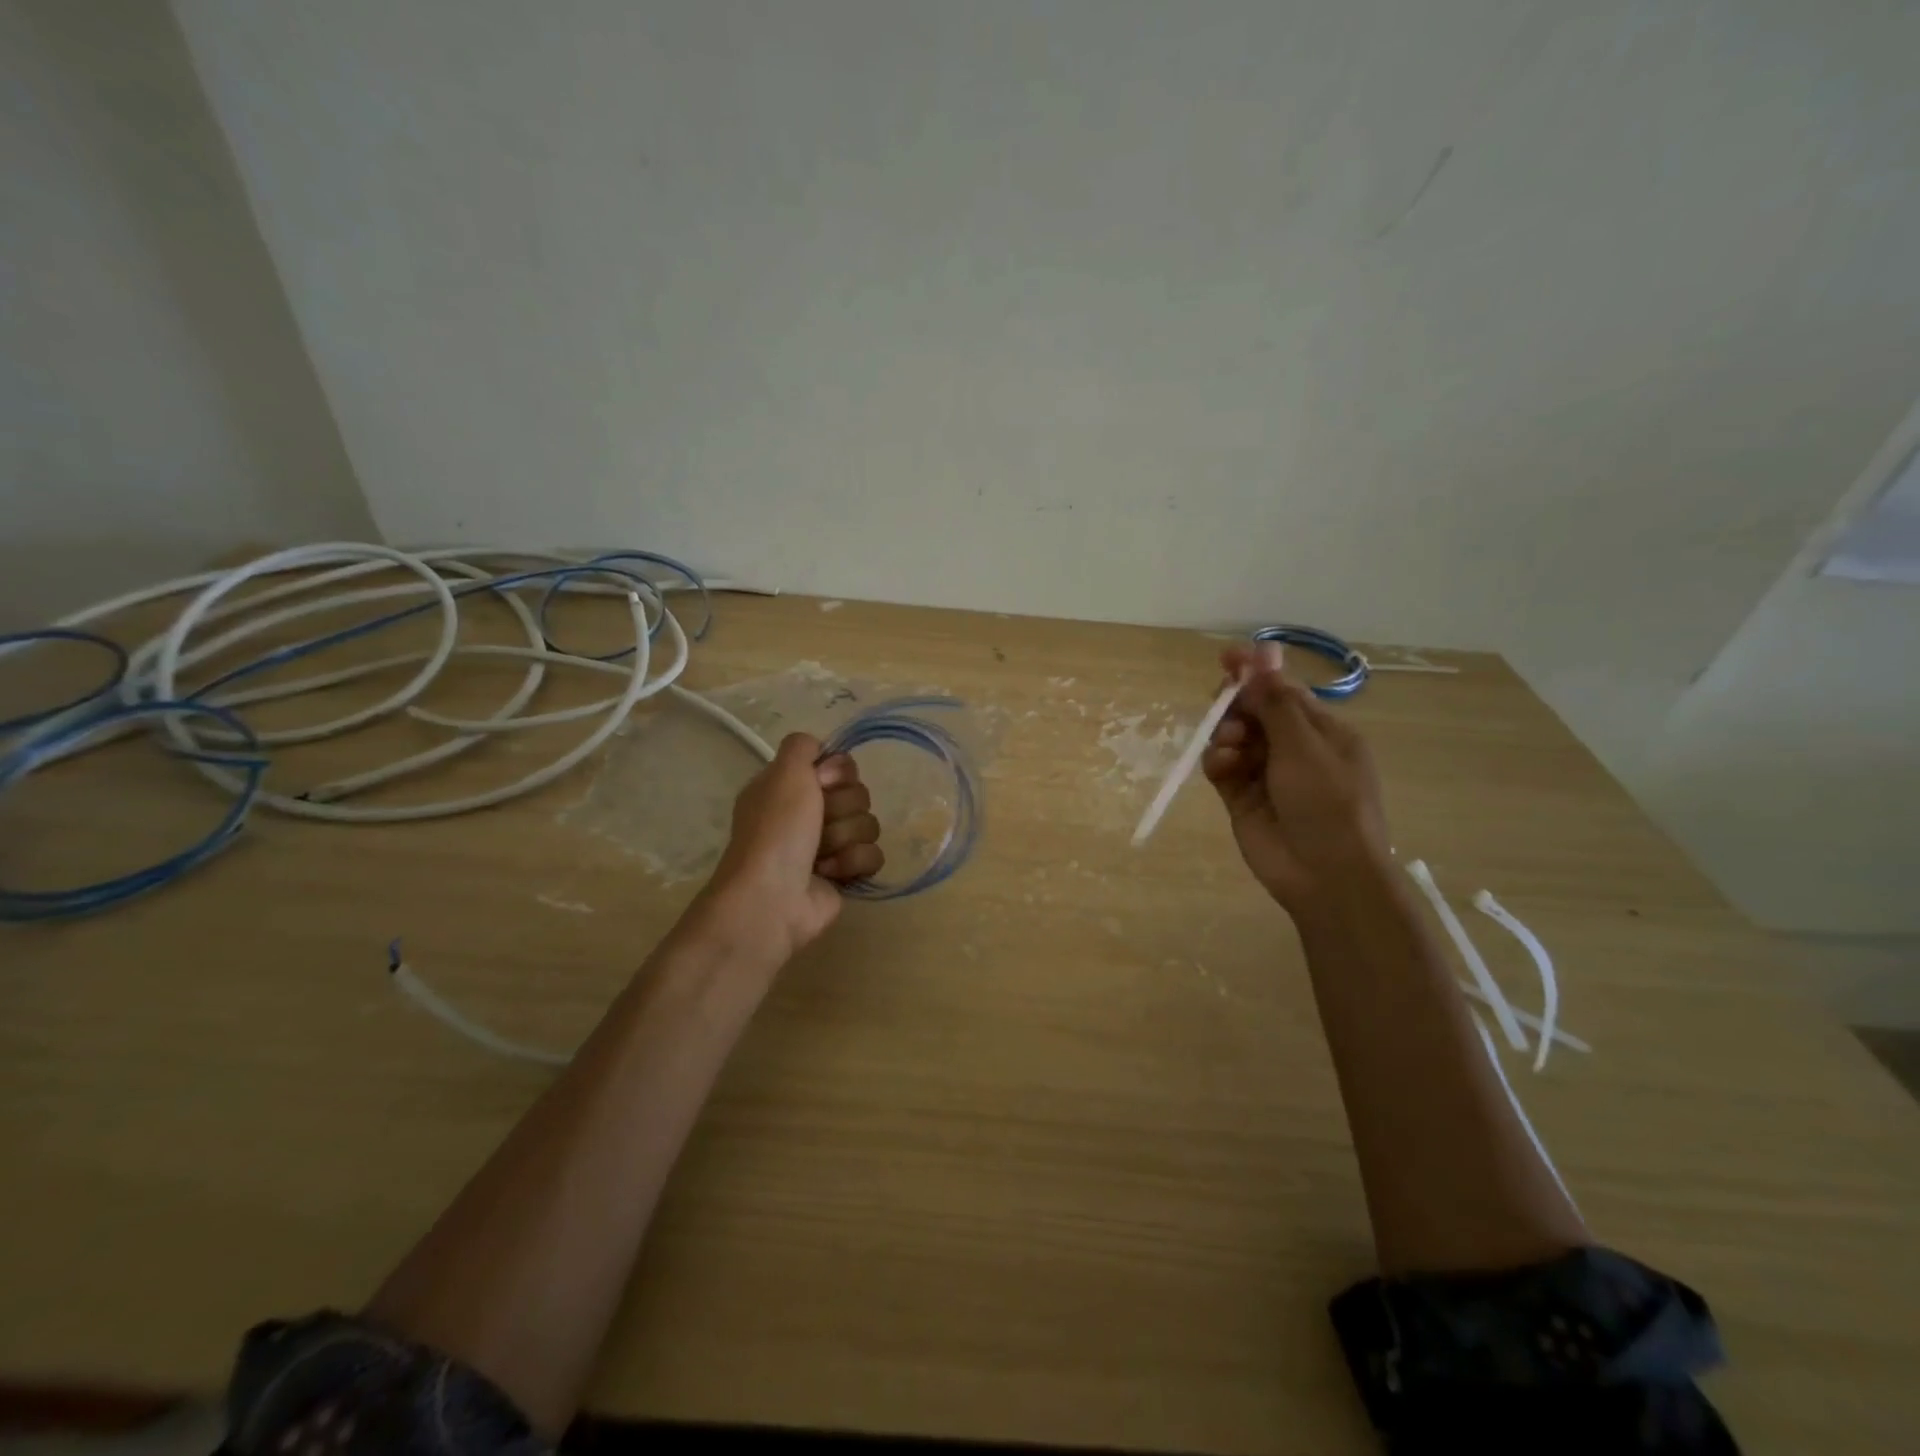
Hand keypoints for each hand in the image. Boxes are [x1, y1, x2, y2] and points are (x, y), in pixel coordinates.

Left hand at [699, 733, 882, 960]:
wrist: (772, 898)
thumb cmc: (776, 832)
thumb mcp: (783, 773)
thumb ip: (802, 745)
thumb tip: (821, 750)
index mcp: (791, 786)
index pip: (839, 764)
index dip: (838, 773)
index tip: (821, 784)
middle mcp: (809, 812)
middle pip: (858, 793)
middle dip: (842, 808)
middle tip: (818, 823)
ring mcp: (828, 845)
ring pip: (868, 824)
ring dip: (845, 838)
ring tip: (820, 855)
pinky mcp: (845, 873)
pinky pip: (873, 855)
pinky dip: (853, 863)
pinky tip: (830, 873)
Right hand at [1201, 644, 1392, 914]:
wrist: (1325, 874)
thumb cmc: (1328, 802)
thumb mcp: (1305, 746)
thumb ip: (1276, 701)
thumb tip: (1263, 653)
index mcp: (1322, 731)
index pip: (1284, 690)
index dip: (1256, 671)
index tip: (1227, 657)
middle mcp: (1294, 748)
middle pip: (1254, 711)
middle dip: (1236, 704)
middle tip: (1223, 701)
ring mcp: (1266, 774)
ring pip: (1234, 737)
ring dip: (1227, 733)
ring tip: (1231, 747)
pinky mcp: (1242, 797)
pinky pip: (1222, 767)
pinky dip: (1218, 761)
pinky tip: (1222, 766)